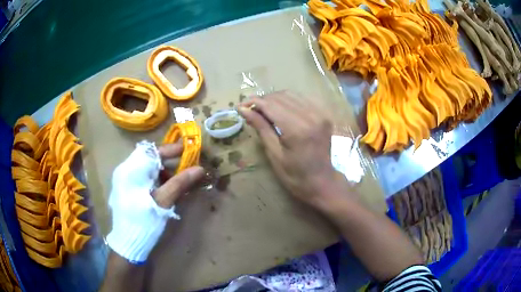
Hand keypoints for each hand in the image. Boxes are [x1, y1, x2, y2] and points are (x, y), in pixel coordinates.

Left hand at [107, 140, 203, 263]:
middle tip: (185, 168)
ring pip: (146, 168)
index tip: (188, 150)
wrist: (128, 244)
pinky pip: (143, 178)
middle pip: (149, 159)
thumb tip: (200, 168)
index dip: (171, 149)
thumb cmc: (144, 221)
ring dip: (163, 172)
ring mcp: (124, 181)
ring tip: (177, 183)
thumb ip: (180, 183)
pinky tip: (165, 191)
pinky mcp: (126, 190)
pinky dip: (156, 180)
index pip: (152, 151)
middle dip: (169, 162)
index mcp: (130, 170)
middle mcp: (124, 171)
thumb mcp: (163, 202)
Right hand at [238, 91, 351, 208]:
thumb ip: (261, 128)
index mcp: (298, 130)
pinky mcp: (324, 114)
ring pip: (291, 95)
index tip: (240, 106)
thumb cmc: (295, 175)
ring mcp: (321, 113)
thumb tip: (243, 110)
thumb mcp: (274, 154)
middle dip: (263, 101)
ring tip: (263, 110)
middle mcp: (312, 116)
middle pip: (281, 97)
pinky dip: (288, 101)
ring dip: (275, 99)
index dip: (254, 103)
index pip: (272, 105)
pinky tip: (281, 110)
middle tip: (250, 110)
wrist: (322, 182)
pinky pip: (302, 99)